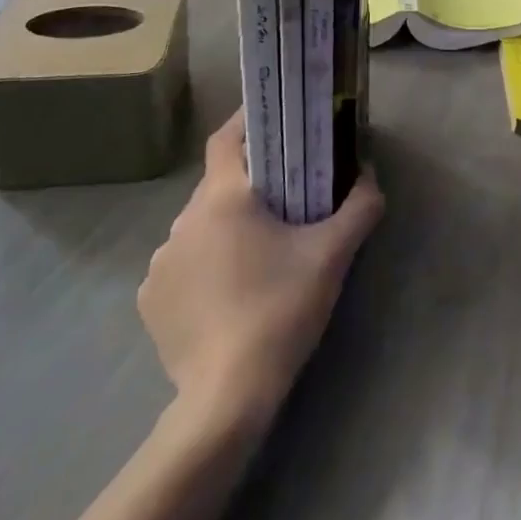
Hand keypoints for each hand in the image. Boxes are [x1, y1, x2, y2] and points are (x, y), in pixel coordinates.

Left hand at [139, 111, 383, 426]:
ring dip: (226, 225)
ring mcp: (161, 262)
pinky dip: (204, 263)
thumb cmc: (281, 310)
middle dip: (249, 182)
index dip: (247, 122)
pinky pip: (182, 263)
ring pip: (199, 224)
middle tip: (283, 194)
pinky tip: (228, 291)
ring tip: (258, 249)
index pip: (226, 138)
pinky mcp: (150, 300)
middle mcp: (183, 220)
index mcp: (222, 199)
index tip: (274, 120)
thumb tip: (370, 176)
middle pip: (217, 183)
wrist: (226, 399)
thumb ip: (359, 207)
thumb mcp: (332, 255)